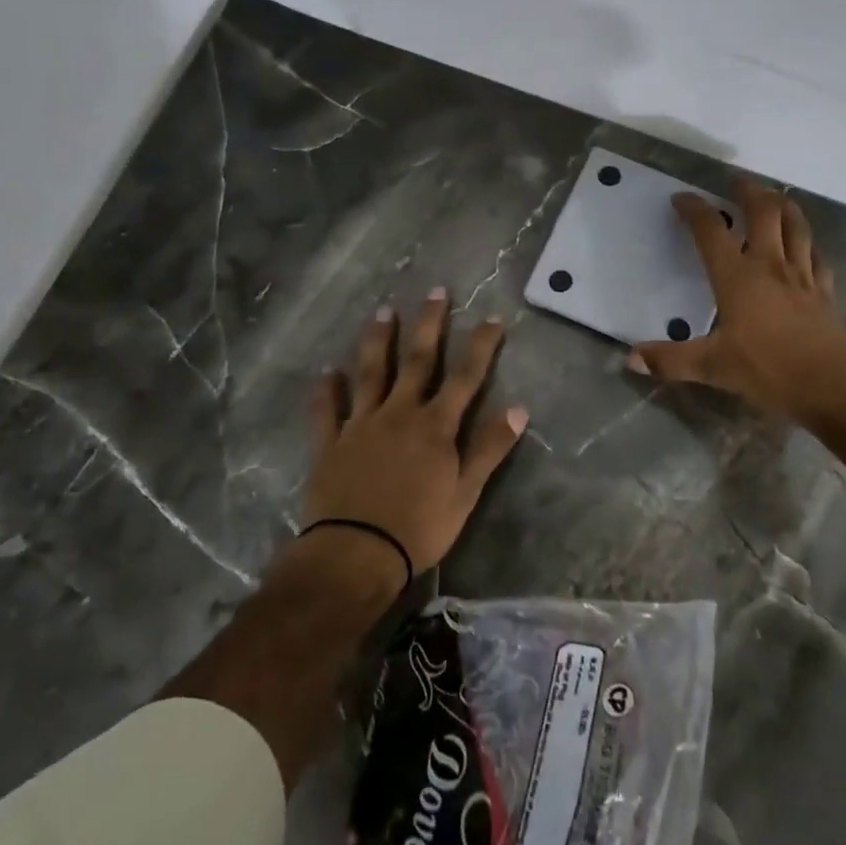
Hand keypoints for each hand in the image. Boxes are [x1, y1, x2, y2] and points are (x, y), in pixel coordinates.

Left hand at [306, 289, 528, 575]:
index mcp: (435, 426)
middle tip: (435, 291)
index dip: (481, 346)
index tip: (492, 318)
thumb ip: (489, 448)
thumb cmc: (419, 527)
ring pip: (370, 373)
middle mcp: (399, 414)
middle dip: (429, 324)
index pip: (465, 377)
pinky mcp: (330, 443)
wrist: (356, 554)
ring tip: (383, 311)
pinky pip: (327, 410)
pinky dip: (327, 390)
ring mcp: (361, 425)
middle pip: (417, 361)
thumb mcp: (466, 493)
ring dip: (378, 341)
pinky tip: (327, 372)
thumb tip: (518, 408)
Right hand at [629, 180, 845, 420]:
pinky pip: (816, 255)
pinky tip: (806, 245)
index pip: (711, 230)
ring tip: (775, 196)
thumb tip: (630, 358)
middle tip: (737, 182)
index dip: (694, 209)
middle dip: (749, 192)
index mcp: (737, 277)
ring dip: (784, 205)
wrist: (830, 384)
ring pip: (796, 226)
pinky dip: (808, 242)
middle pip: (764, 212)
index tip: (681, 198)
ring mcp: (802, 275)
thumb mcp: (712, 367)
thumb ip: (670, 360)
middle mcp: (770, 265)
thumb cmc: (767, 370)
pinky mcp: (824, 291)